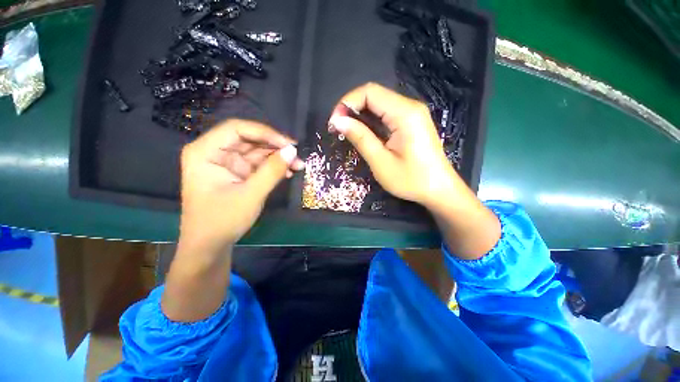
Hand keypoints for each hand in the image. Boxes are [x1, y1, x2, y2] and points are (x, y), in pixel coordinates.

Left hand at [178, 119, 303, 257]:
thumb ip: (272, 171)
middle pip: (249, 139)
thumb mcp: (251, 195)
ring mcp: (227, 163)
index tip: (289, 144)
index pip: (237, 129)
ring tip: (298, 165)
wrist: (210, 246)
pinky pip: (259, 164)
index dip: (265, 133)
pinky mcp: (237, 173)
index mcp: (205, 152)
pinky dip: (274, 167)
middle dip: (275, 147)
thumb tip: (292, 150)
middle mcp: (215, 152)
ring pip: (257, 151)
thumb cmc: (223, 221)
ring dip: (278, 157)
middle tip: (297, 155)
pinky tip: (289, 172)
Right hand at [328, 83, 499, 259]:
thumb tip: (337, 121)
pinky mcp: (411, 122)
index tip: (335, 123)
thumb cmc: (411, 180)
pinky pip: (386, 114)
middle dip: (351, 109)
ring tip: (348, 133)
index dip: (347, 103)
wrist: (439, 190)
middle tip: (338, 129)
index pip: (369, 92)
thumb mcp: (381, 162)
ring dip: (360, 116)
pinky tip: (363, 134)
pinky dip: (371, 121)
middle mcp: (410, 107)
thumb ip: (360, 138)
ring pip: (379, 104)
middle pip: (374, 95)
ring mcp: (412, 114)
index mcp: (405, 113)